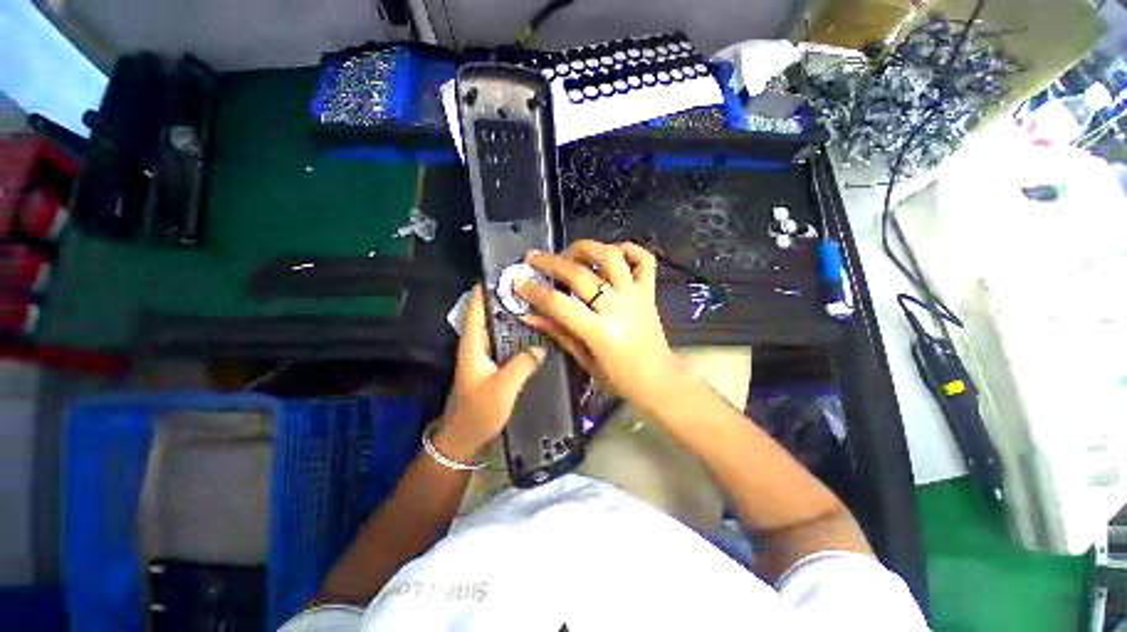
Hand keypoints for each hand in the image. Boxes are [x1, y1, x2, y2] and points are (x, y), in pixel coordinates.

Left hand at [436, 285, 545, 461]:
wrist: (465, 438)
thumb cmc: (479, 411)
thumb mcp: (503, 386)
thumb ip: (522, 364)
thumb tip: (541, 347)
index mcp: (472, 344)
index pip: (475, 309)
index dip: (485, 290)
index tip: (504, 274)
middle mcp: (477, 345)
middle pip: (489, 315)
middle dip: (505, 300)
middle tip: (530, 288)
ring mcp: (485, 356)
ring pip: (499, 329)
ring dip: (513, 317)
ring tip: (536, 305)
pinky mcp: (494, 366)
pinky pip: (506, 343)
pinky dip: (517, 335)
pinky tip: (535, 334)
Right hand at [517, 239, 685, 408]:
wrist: (660, 379)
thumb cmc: (620, 378)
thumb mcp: (585, 360)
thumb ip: (559, 332)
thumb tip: (529, 314)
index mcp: (601, 332)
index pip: (560, 304)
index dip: (535, 291)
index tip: (518, 282)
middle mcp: (618, 307)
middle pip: (581, 275)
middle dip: (552, 263)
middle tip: (534, 258)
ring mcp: (636, 295)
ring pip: (611, 257)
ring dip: (587, 248)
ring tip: (570, 252)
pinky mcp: (649, 291)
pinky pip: (643, 259)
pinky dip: (628, 248)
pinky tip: (611, 253)